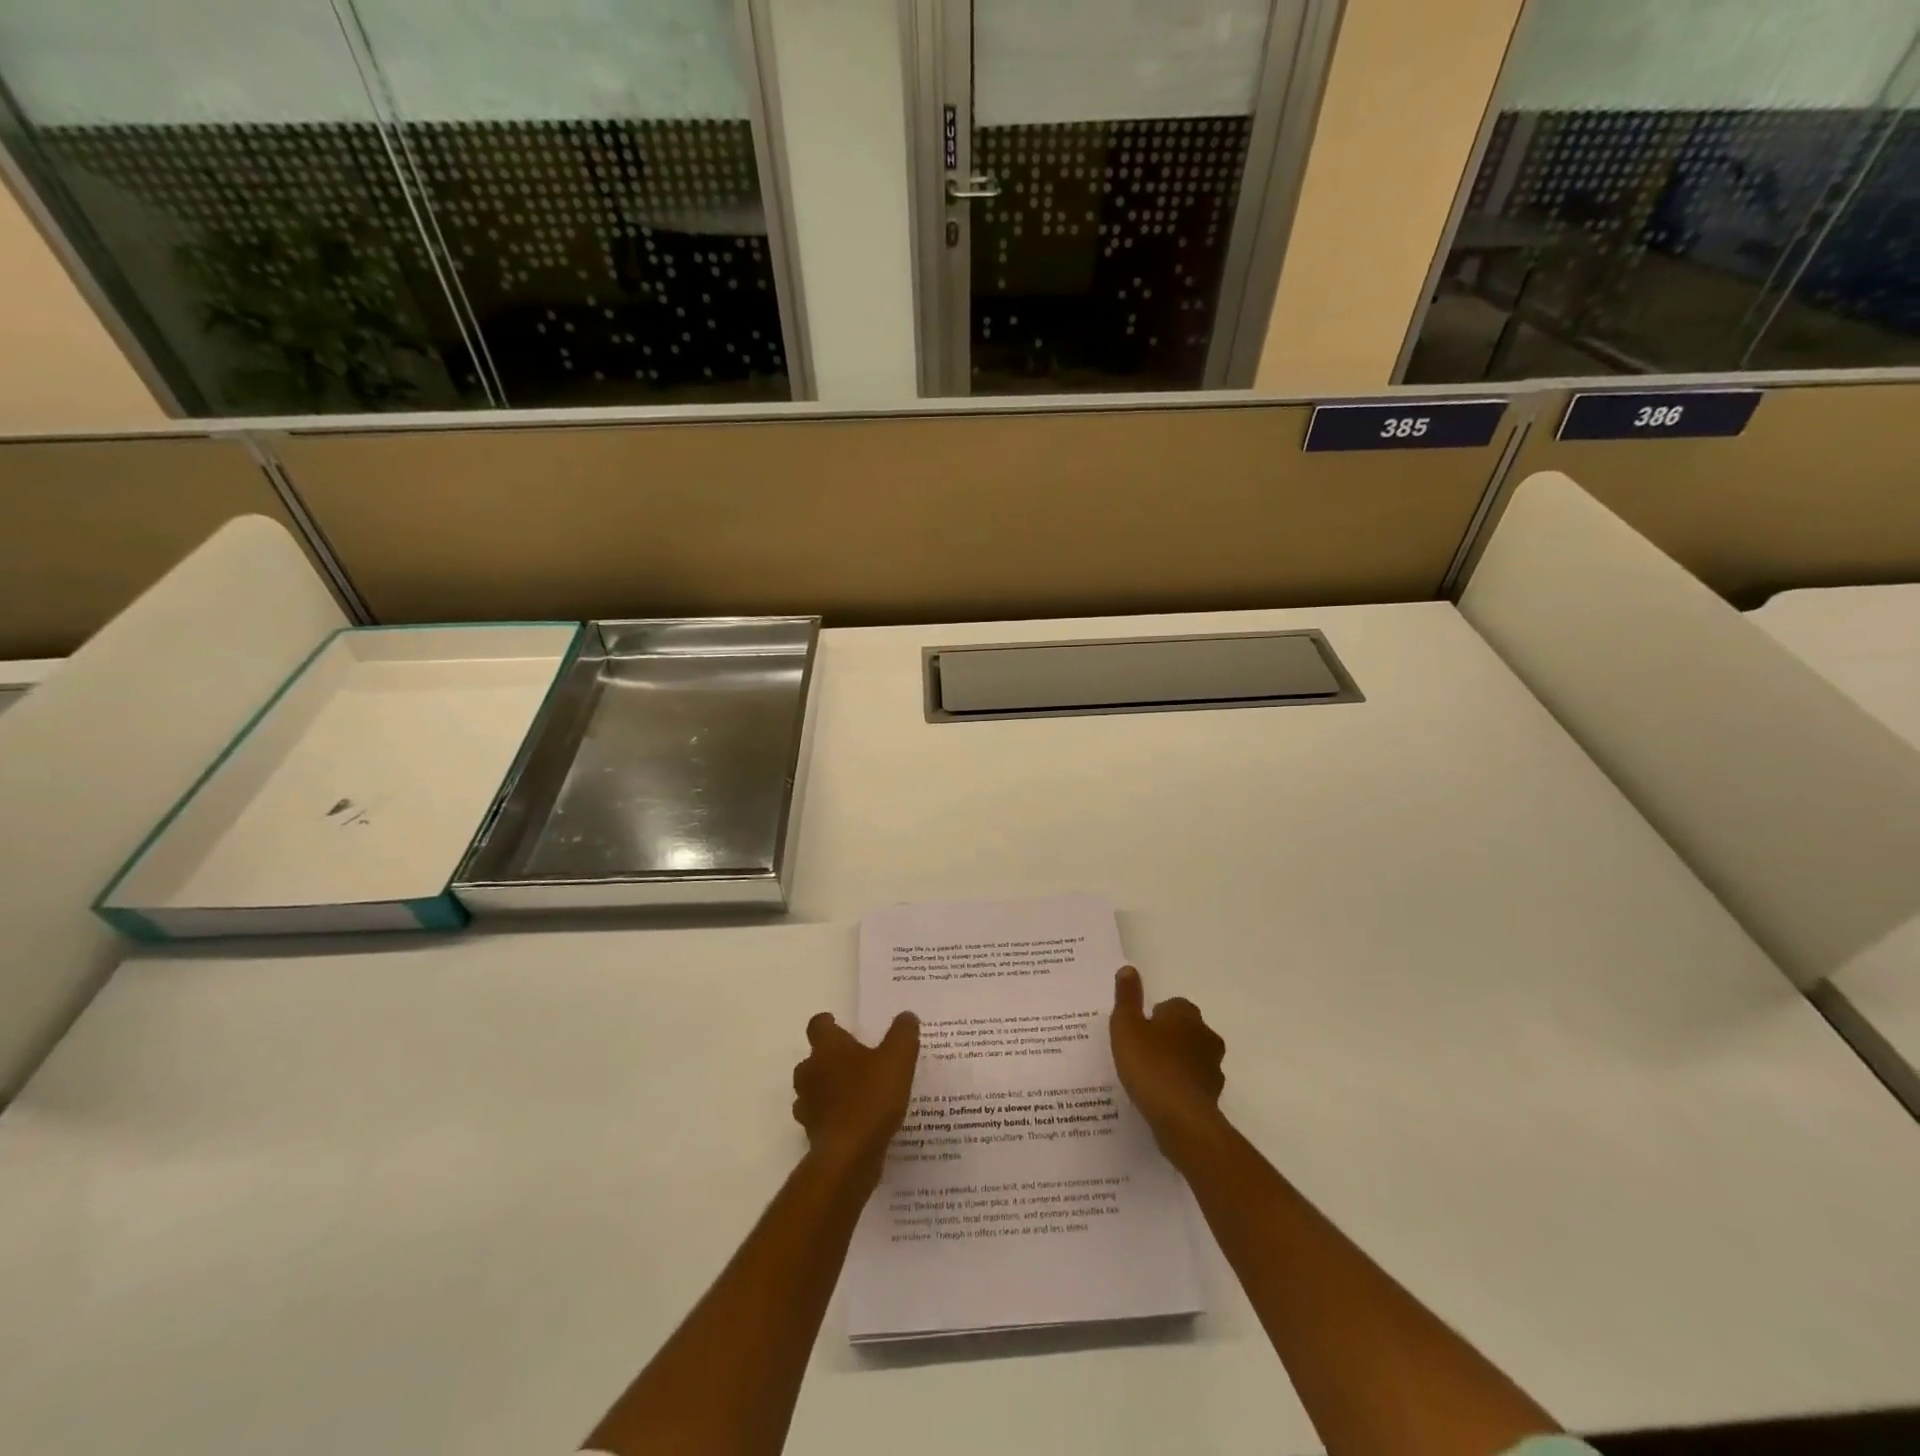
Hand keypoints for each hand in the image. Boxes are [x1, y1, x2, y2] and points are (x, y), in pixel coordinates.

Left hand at [792, 1011, 919, 1176]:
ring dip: (828, 1088)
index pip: (818, 1025)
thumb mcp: (898, 1058)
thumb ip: (903, 1034)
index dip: (828, 1023)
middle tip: (855, 1060)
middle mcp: (810, 1072)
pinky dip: (833, 1116)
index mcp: (828, 1048)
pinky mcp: (813, 1134)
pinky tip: (856, 1121)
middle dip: (830, 1058)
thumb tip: (906, 1016)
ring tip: (856, 1092)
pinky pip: (821, 1118)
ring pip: (813, 1089)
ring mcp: (808, 1105)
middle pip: (813, 1058)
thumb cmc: (871, 1097)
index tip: (839, 1024)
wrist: (850, 1156)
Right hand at [1110, 966, 1225, 1156]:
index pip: (1172, 1005)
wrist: (1180, 1117)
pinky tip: (1162, 1098)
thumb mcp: (1126, 1025)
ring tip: (1150, 1077)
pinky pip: (1194, 1083)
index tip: (1138, 1032)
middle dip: (1168, 1037)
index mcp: (1185, 1014)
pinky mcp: (1214, 1094)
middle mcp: (1205, 1034)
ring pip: (1192, 1056)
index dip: (1154, 1017)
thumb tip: (1128, 969)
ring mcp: (1213, 1066)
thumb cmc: (1149, 1064)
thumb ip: (1127, 997)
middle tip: (1142, 1052)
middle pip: (1184, 1029)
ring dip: (1176, 1062)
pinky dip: (1181, 1086)